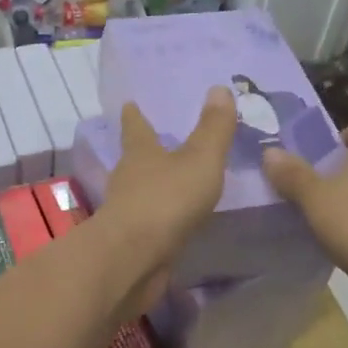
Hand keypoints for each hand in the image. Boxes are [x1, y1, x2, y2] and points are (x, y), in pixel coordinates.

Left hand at [93, 87, 236, 315]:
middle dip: (145, 150)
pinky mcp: (132, 242)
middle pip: (135, 158)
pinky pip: (150, 222)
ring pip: (141, 191)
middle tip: (158, 141)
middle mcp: (128, 178)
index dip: (134, 115)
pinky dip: (161, 217)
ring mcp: (127, 212)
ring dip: (153, 185)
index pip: (135, 127)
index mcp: (140, 153)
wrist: (133, 259)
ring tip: (172, 181)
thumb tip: (219, 88)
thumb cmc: (166, 200)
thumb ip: (213, 128)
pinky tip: (175, 222)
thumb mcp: (200, 159)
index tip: (129, 103)